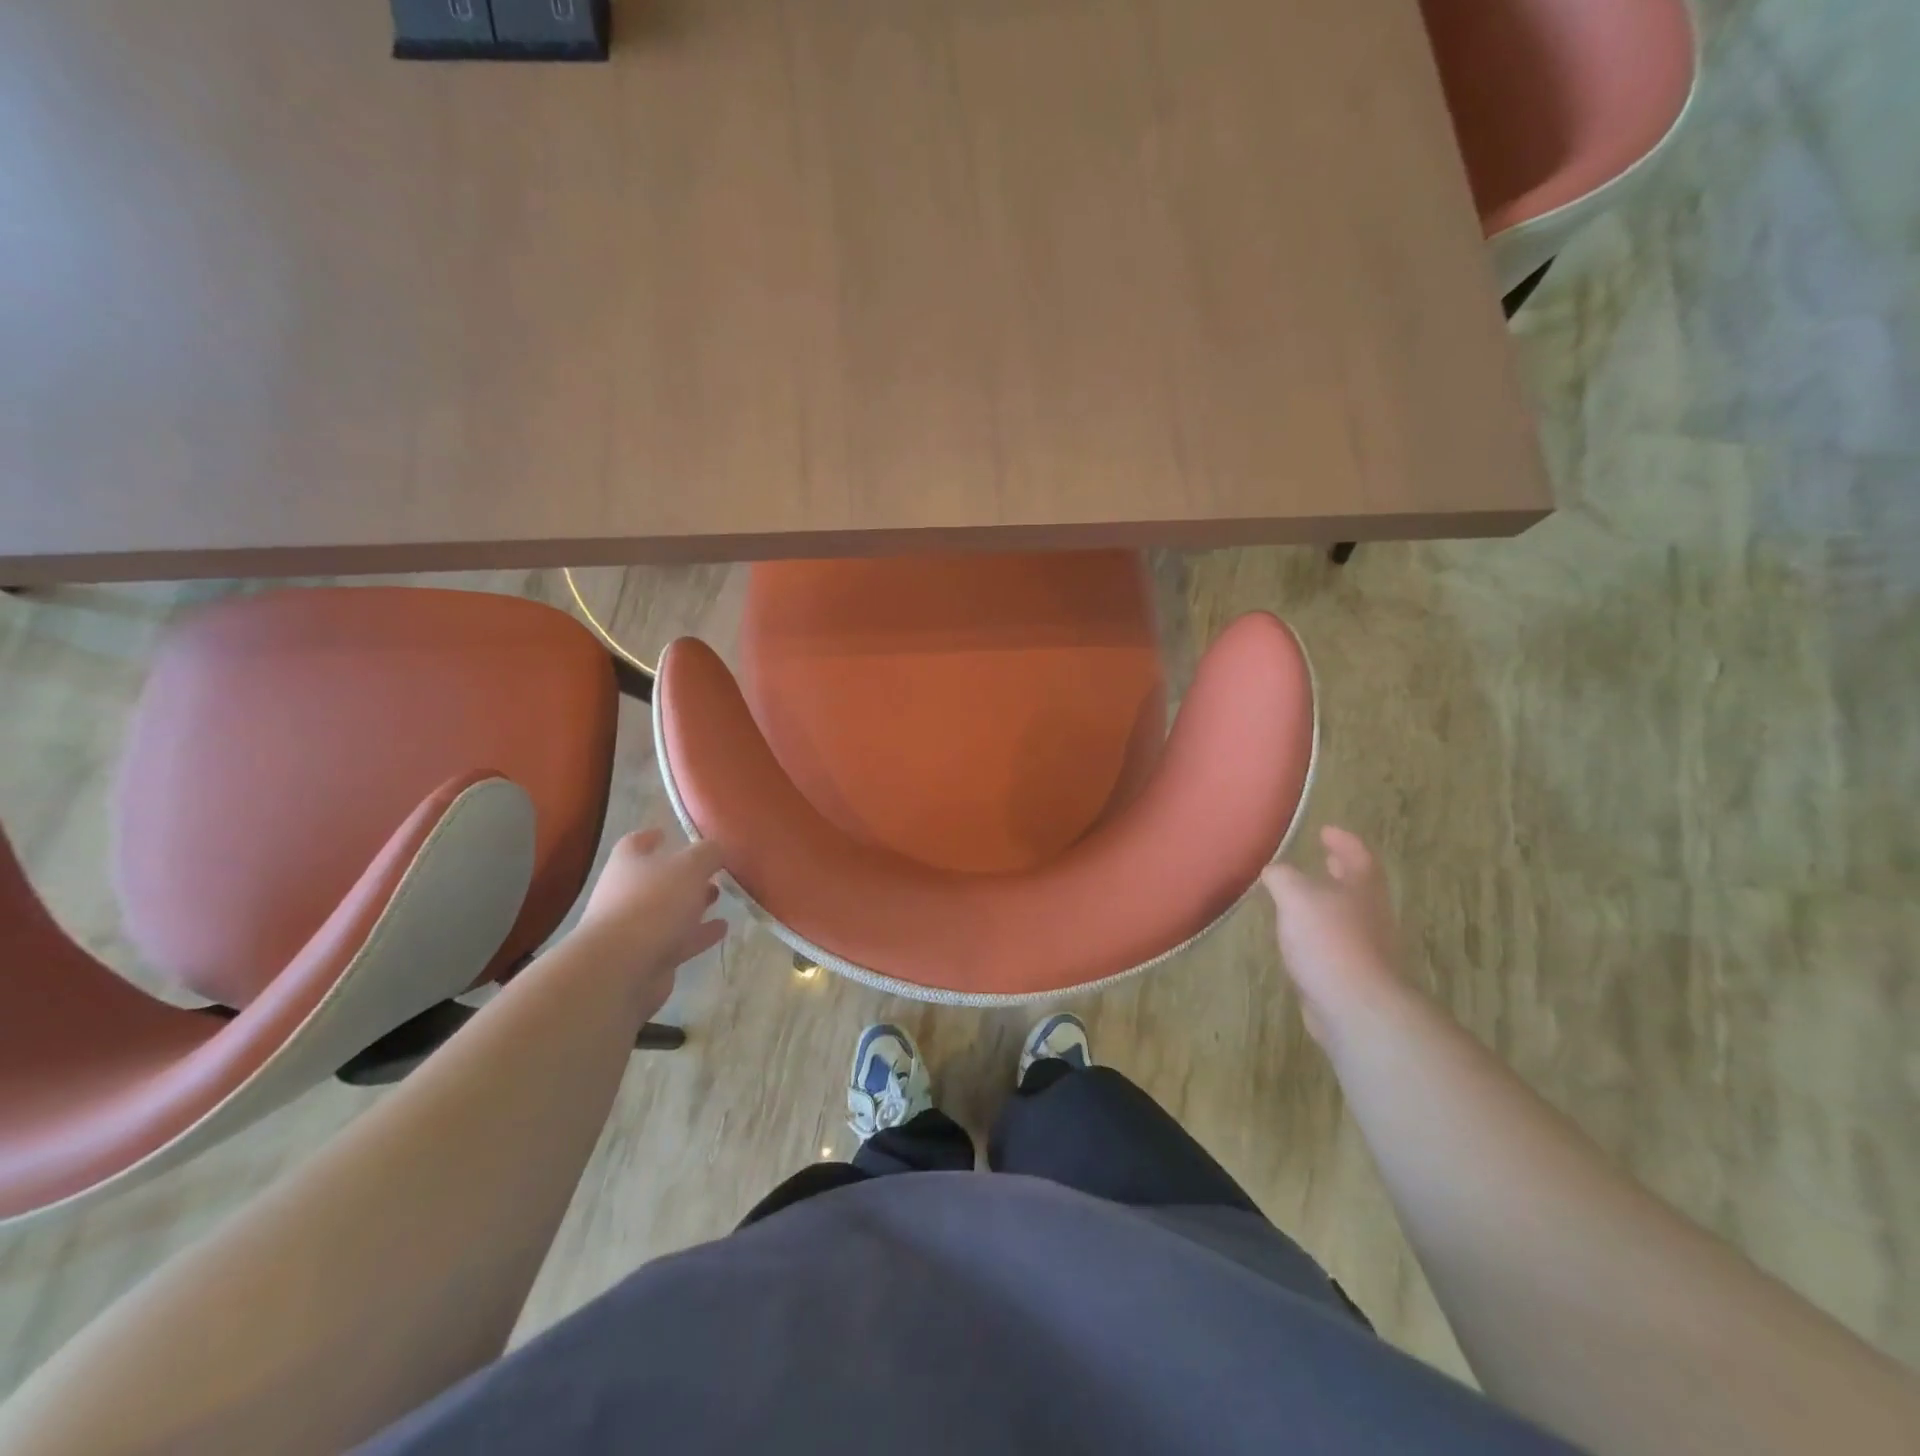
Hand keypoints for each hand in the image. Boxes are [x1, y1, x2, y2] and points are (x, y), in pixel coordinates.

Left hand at [572, 830, 726, 999]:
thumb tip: (716, 848)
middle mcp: (625, 894)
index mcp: (628, 865)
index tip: (667, 833)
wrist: (621, 968)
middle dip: (682, 875)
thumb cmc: (652, 904)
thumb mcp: (690, 867)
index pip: (635, 844)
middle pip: (655, 880)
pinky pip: (677, 941)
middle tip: (710, 871)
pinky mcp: (648, 958)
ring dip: (692, 905)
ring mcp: (634, 929)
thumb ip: (707, 853)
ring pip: (668, 912)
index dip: (650, 838)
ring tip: (719, 897)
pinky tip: (721, 929)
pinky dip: (698, 934)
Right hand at [1261, 827, 1415, 1049]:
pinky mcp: (1354, 976)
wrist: (1354, 1005)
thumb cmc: (1328, 940)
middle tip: (1323, 859)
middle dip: (1340, 872)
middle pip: (1358, 886)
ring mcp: (1367, 948)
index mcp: (1362, 888)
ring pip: (1347, 916)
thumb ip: (1283, 877)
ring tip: (1301, 900)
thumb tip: (1274, 871)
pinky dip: (1319, 935)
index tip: (1326, 830)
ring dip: (1327, 904)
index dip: (1343, 841)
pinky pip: (1335, 945)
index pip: (1358, 855)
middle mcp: (1370, 915)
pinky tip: (1298, 940)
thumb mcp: (1295, 895)